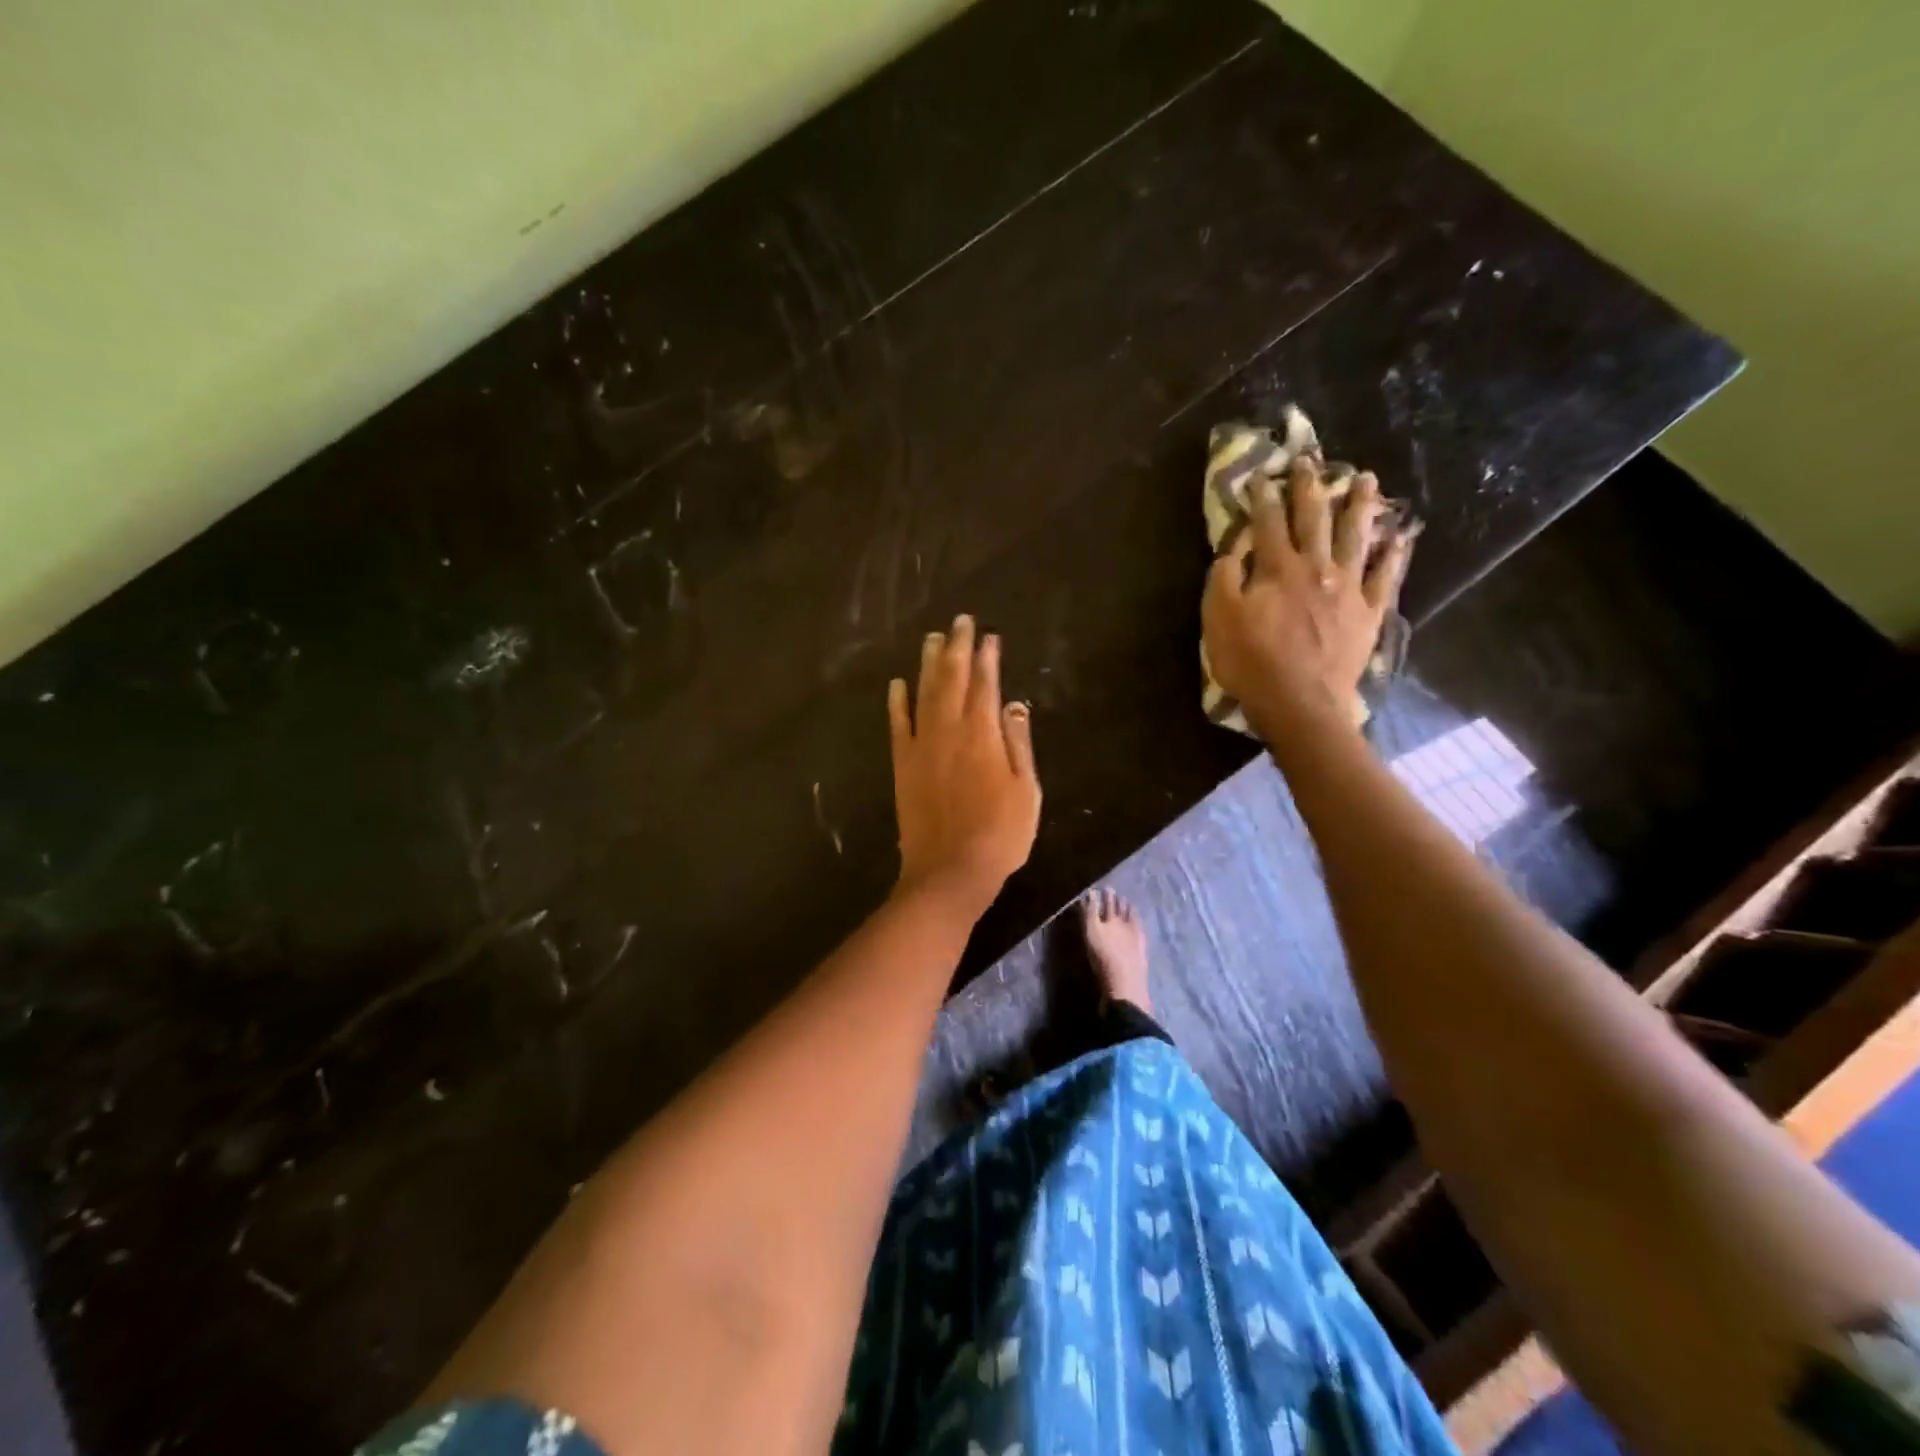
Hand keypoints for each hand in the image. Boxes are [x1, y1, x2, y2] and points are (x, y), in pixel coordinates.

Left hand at [889, 616, 1040, 911]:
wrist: (950, 870)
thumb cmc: (999, 833)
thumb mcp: (1026, 789)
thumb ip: (1018, 743)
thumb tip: (1014, 703)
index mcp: (983, 734)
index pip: (985, 684)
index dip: (987, 657)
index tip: (988, 635)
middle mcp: (949, 730)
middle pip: (952, 679)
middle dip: (956, 647)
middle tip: (959, 621)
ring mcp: (921, 746)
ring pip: (924, 693)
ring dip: (928, 664)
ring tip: (932, 638)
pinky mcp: (903, 764)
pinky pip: (898, 724)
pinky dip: (897, 702)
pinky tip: (898, 683)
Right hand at [1202, 455, 1415, 740]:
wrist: (1300, 703)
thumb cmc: (1251, 662)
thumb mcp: (1218, 619)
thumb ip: (1224, 578)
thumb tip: (1235, 547)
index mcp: (1278, 569)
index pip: (1269, 522)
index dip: (1263, 496)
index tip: (1260, 475)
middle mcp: (1317, 568)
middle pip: (1315, 519)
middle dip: (1311, 487)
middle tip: (1311, 461)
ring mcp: (1349, 588)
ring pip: (1357, 536)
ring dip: (1360, 505)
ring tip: (1366, 479)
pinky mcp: (1369, 613)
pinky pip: (1386, 577)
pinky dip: (1394, 555)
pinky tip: (1400, 536)